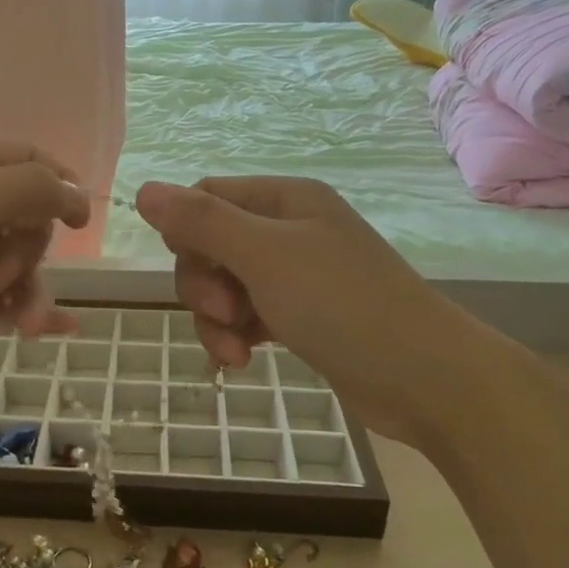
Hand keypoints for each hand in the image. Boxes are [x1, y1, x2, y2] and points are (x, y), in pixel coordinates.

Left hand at [0, 143, 91, 378]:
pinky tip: (43, 330)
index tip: (83, 224)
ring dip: (27, 288)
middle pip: (23, 215)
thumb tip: (77, 192)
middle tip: (2, 274)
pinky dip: (16, 310)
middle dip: (29, 248)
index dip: (61, 186)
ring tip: (27, 324)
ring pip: (10, 260)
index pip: (27, 160)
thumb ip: (33, 188)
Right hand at [134, 176, 463, 445]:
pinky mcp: (301, 315)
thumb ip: (201, 222)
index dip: (185, 233)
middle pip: (210, 245)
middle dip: (203, 284)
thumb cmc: (342, 304)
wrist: (424, 377)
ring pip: (224, 286)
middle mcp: (288, 229)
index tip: (193, 269)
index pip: (205, 197)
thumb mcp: (264, 256)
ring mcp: (296, 275)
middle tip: (224, 313)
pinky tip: (242, 362)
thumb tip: (144, 190)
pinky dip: (236, 336)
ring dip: (215, 319)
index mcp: (284, 199)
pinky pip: (247, 316)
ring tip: (235, 350)